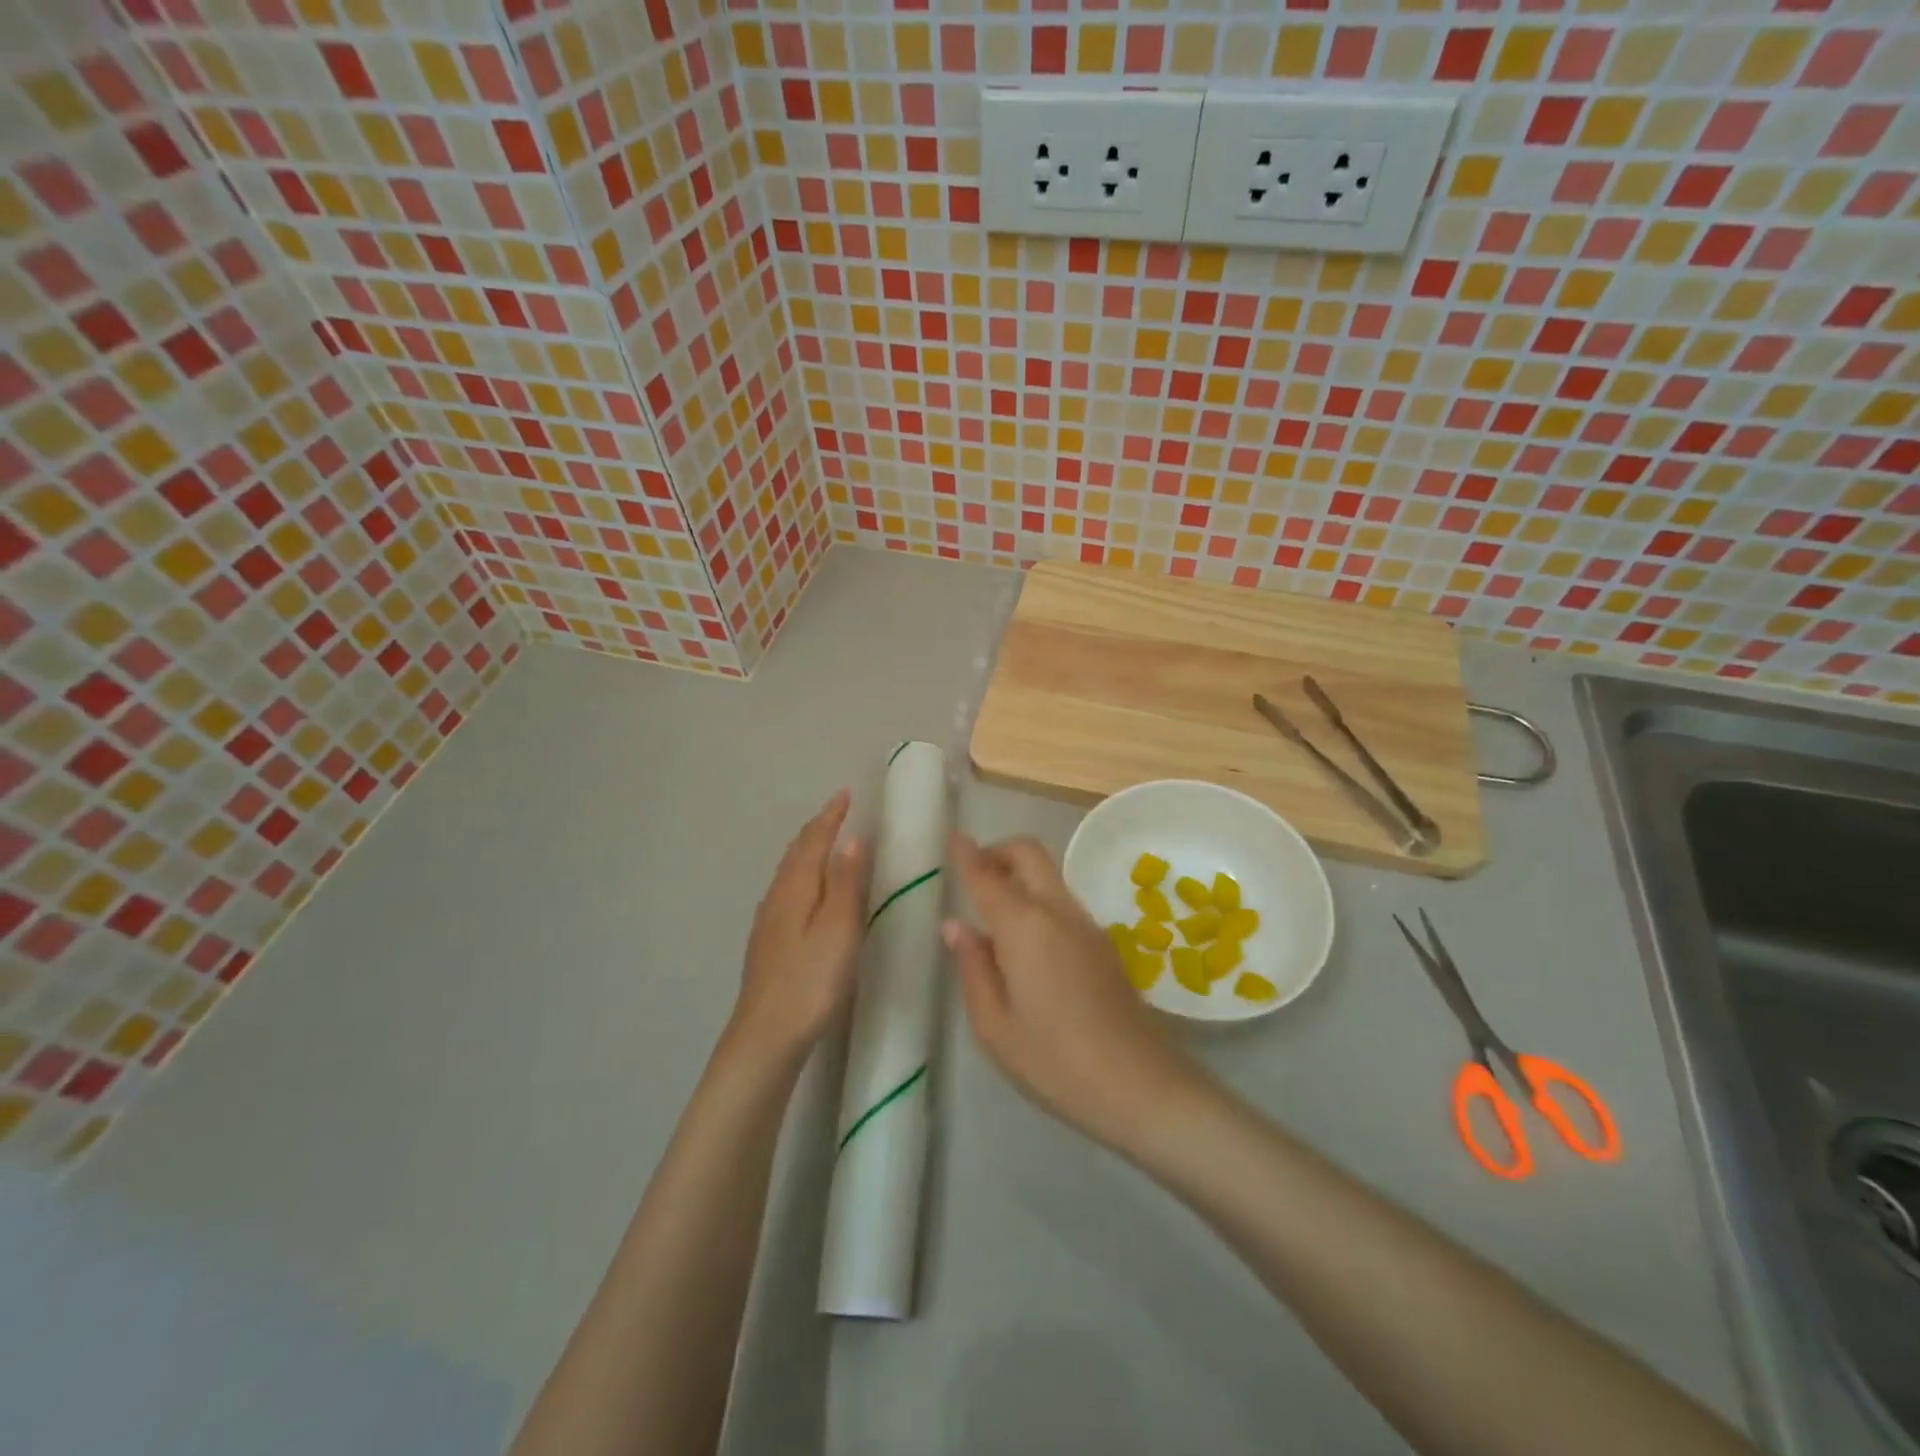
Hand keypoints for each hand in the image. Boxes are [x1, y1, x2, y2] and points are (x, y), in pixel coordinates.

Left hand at [727, 790, 868, 1064]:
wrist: (765, 1035)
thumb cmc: (810, 980)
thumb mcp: (839, 929)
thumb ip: (846, 883)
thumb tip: (853, 839)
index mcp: (796, 887)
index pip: (813, 840)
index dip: (830, 816)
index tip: (845, 794)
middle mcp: (777, 896)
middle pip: (796, 852)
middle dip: (817, 828)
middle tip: (837, 812)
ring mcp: (768, 920)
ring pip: (789, 871)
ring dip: (807, 850)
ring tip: (824, 842)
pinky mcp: (767, 941)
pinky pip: (786, 890)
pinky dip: (801, 874)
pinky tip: (805, 891)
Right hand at [944, 833, 1206, 1151]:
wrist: (1140, 1086)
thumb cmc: (1054, 1061)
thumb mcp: (994, 1025)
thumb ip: (972, 967)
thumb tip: (955, 926)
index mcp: (1024, 926)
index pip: (987, 875)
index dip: (966, 853)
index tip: (952, 835)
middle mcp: (1057, 911)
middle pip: (1029, 853)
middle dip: (998, 851)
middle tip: (973, 877)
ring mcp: (1086, 924)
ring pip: (1048, 875)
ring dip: (1019, 876)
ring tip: (992, 916)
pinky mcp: (1103, 943)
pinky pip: (1062, 901)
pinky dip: (1037, 899)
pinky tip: (1025, 945)